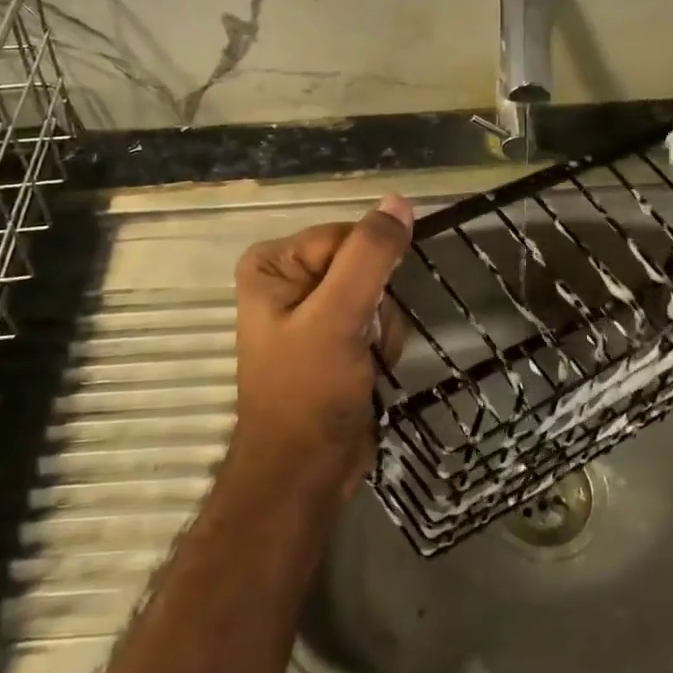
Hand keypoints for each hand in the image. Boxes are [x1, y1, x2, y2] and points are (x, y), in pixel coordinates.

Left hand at [232, 196, 413, 494]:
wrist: (305, 471)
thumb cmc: (308, 392)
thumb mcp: (338, 316)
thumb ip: (370, 255)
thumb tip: (399, 201)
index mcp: (273, 262)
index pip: (347, 237)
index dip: (368, 271)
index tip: (361, 310)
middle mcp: (289, 279)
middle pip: (365, 264)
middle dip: (376, 304)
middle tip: (360, 341)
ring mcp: (312, 310)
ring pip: (378, 293)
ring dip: (382, 328)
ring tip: (363, 360)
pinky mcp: (334, 337)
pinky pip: (377, 318)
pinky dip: (382, 343)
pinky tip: (369, 369)